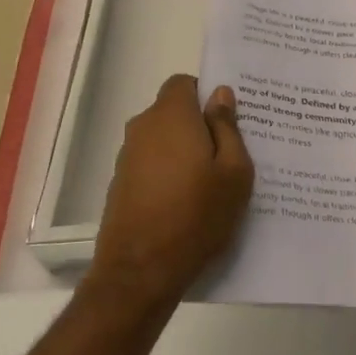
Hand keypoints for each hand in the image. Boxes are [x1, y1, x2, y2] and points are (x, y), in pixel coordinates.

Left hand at [90, 75, 253, 309]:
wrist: (140, 271)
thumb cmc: (197, 215)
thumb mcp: (234, 172)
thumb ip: (227, 127)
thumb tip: (220, 95)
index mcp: (171, 116)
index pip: (184, 83)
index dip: (206, 94)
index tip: (228, 119)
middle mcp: (143, 128)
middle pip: (173, 112)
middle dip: (199, 124)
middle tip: (229, 152)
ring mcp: (127, 157)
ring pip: (162, 140)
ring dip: (184, 151)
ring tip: (211, 182)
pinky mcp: (121, 185)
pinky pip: (152, 164)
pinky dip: (169, 173)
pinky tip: (187, 202)